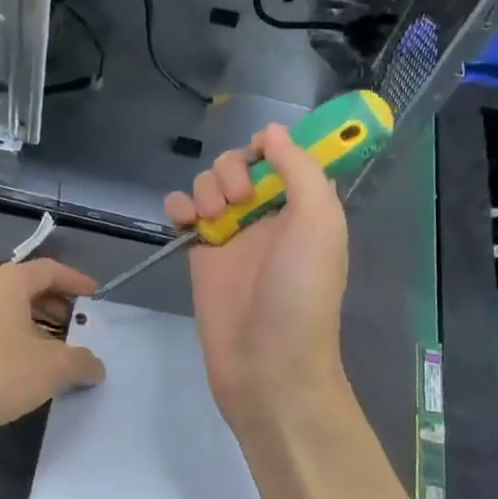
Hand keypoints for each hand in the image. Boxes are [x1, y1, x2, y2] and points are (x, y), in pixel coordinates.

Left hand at [0, 259, 105, 454]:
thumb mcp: (51, 368)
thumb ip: (81, 362)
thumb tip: (96, 366)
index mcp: (7, 282)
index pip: (49, 270)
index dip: (75, 281)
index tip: (94, 297)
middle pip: (27, 290)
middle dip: (57, 308)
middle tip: (78, 330)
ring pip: (7, 314)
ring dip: (35, 330)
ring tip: (56, 357)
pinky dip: (13, 345)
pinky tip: (24, 374)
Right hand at [164, 124, 350, 430]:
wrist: (267, 366)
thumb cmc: (300, 295)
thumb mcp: (318, 224)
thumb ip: (300, 170)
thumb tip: (273, 131)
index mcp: (302, 207)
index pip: (282, 156)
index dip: (269, 148)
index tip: (261, 157)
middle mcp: (266, 216)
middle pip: (239, 165)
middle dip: (232, 170)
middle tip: (238, 201)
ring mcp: (231, 235)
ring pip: (209, 183)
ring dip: (207, 187)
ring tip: (214, 219)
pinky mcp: (200, 254)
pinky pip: (182, 211)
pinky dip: (179, 205)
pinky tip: (184, 221)